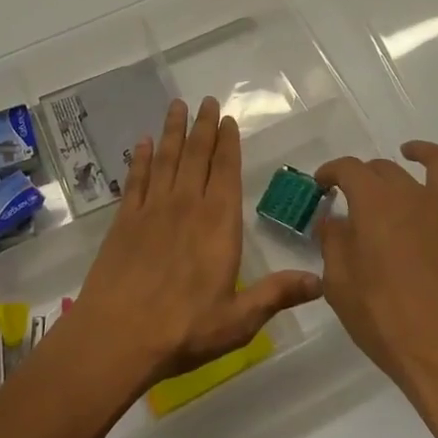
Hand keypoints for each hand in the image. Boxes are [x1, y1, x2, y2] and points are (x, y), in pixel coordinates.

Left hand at [71, 97, 323, 392]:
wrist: (116, 337)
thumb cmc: (183, 330)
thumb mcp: (239, 320)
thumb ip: (277, 295)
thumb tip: (321, 280)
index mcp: (218, 224)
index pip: (226, 171)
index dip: (228, 143)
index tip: (228, 119)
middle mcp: (186, 205)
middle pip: (196, 155)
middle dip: (203, 126)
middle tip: (206, 100)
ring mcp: (152, 210)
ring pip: (166, 159)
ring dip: (172, 131)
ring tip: (177, 106)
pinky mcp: (124, 220)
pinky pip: (135, 180)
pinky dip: (139, 159)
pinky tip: (141, 143)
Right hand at [315, 143, 437, 408]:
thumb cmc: (386, 321)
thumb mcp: (340, 285)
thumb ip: (333, 243)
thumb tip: (334, 221)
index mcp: (374, 202)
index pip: (349, 169)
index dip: (332, 171)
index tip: (323, 183)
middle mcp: (412, 193)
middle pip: (385, 168)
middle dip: (365, 176)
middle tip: (355, 195)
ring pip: (437, 163)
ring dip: (420, 153)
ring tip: (410, 153)